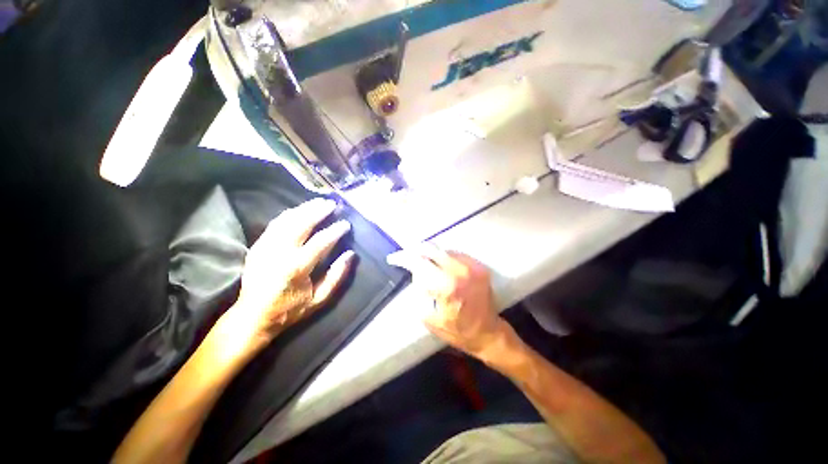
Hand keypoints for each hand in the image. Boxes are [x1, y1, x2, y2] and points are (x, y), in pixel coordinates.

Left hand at [227, 198, 355, 349]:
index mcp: (296, 268)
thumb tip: (350, 254)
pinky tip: (299, 210)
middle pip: (301, 224)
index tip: (346, 224)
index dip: (335, 231)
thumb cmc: (289, 309)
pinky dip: (289, 214)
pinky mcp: (257, 246)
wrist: (252, 317)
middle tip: (332, 204)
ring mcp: (265, 247)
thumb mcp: (319, 299)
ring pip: (286, 220)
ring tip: (318, 202)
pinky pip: (274, 224)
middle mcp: (279, 253)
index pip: (320, 242)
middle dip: (318, 211)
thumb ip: (336, 276)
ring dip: (304, 209)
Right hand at [387, 246, 509, 358]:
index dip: (404, 258)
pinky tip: (439, 265)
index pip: (420, 262)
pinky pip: (456, 254)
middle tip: (407, 256)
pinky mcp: (479, 266)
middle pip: (432, 249)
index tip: (393, 258)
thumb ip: (420, 292)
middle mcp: (461, 271)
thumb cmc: (456, 331)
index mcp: (447, 286)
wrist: (487, 332)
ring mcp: (472, 266)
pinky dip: (444, 257)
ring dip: (430, 254)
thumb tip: (415, 272)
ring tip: (422, 262)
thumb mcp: (429, 318)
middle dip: (416, 251)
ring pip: (444, 250)